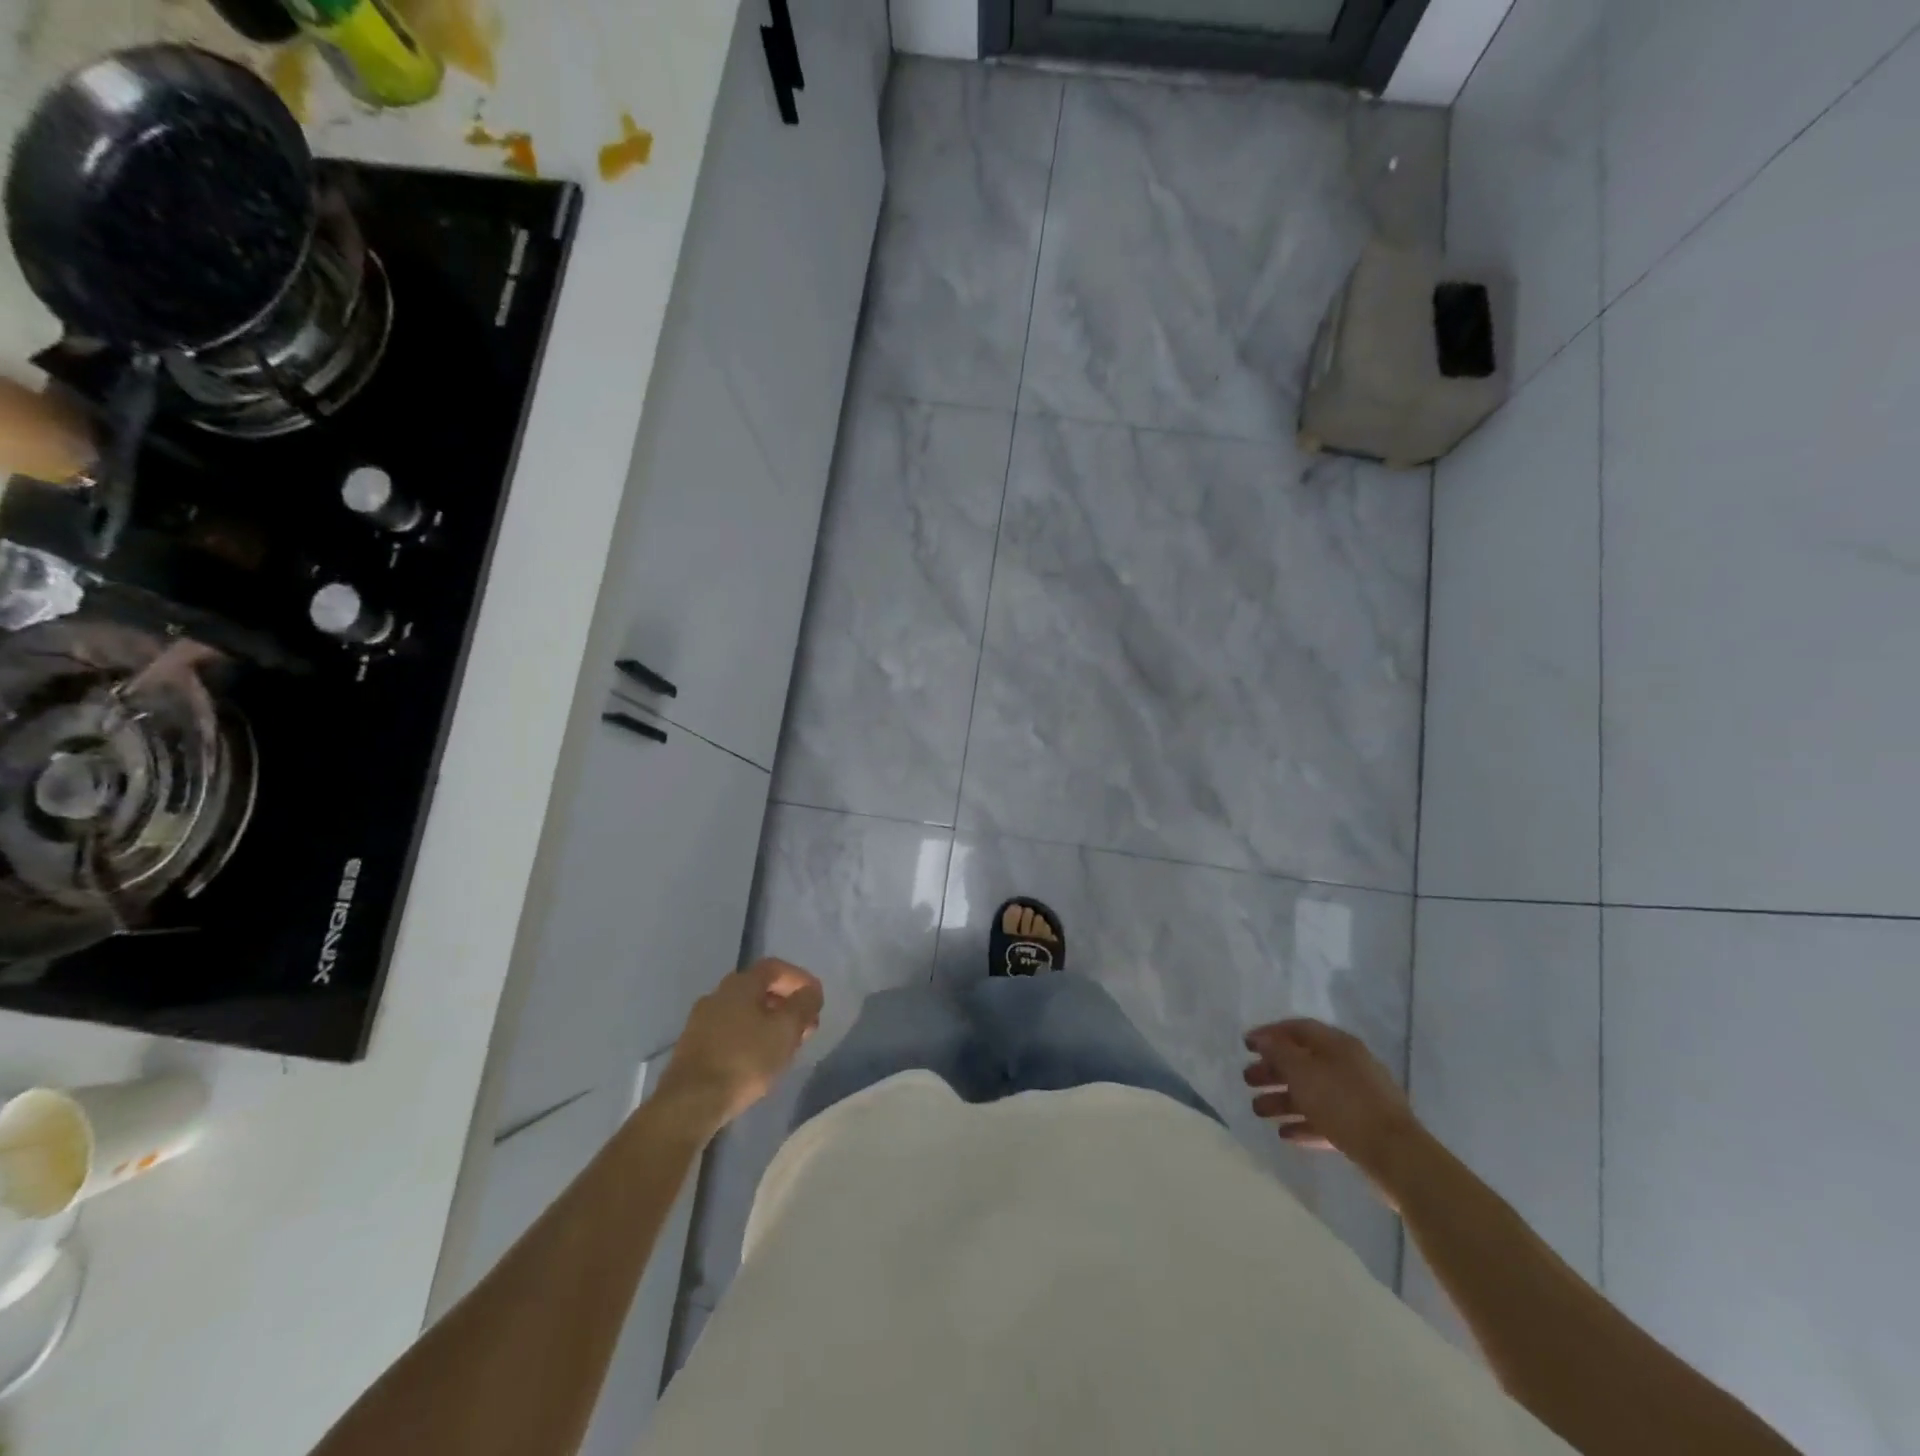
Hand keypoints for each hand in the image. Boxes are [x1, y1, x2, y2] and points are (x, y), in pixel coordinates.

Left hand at [653, 959, 823, 1136]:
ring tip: (787, 1045)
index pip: (775, 967)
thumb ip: (803, 1005)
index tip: (816, 998)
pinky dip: (750, 1037)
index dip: (799, 978)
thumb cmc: (744, 1059)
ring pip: (744, 1012)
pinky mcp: (693, 1047)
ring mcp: (701, 1021)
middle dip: (786, 1004)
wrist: (689, 1102)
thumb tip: (811, 991)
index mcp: (740, 984)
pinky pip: (730, 1032)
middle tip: (805, 1025)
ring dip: (769, 1022)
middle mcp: (717, 995)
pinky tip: (759, 1059)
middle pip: (759, 989)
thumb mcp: (785, 1030)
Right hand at [1243, 1018, 1423, 1191]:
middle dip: (1272, 1070)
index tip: (1246, 1045)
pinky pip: (1326, 1119)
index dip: (1269, 1034)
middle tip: (1248, 1080)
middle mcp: (1348, 1065)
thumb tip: (1263, 1039)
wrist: (1396, 1156)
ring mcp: (1358, 1097)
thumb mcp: (1302, 1072)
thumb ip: (1278, 1052)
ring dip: (1283, 1100)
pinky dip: (1304, 1123)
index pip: (1298, 1029)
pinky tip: (1285, 1134)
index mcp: (1337, 1045)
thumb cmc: (1343, 1103)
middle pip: (1303, 1061)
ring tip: (1258, 1111)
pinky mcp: (1362, 1127)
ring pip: (1312, 1092)